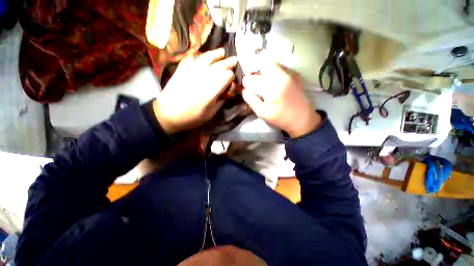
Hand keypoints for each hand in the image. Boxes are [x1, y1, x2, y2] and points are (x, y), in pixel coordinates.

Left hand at [154, 48, 236, 133]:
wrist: (168, 113)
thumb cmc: (192, 117)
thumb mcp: (211, 114)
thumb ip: (221, 101)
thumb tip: (228, 91)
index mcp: (211, 90)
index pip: (227, 75)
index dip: (232, 76)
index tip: (232, 80)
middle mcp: (203, 77)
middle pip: (220, 64)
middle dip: (229, 62)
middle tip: (234, 61)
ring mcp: (192, 70)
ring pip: (208, 57)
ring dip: (217, 54)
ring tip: (223, 52)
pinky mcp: (182, 67)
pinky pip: (194, 56)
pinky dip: (201, 55)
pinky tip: (205, 57)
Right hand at [242, 62, 321, 137]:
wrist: (302, 119)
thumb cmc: (280, 118)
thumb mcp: (262, 112)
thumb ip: (250, 99)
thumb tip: (242, 89)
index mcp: (271, 88)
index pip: (250, 79)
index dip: (245, 83)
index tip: (245, 89)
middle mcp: (281, 76)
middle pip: (260, 65)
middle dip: (254, 73)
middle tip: (253, 84)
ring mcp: (289, 73)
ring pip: (270, 64)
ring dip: (263, 71)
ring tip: (262, 83)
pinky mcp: (295, 74)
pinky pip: (279, 67)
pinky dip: (272, 72)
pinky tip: (273, 83)